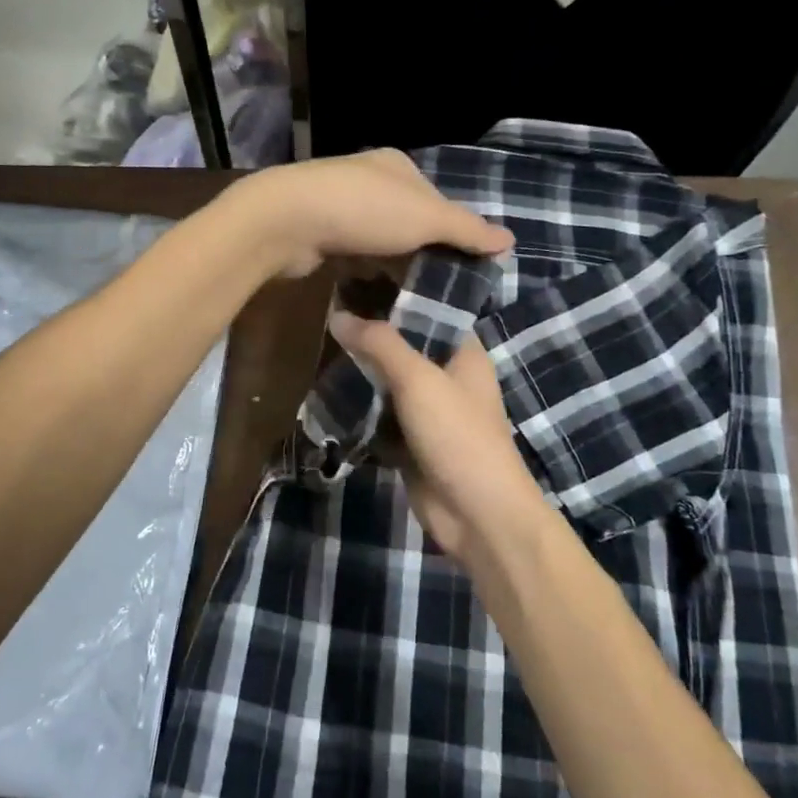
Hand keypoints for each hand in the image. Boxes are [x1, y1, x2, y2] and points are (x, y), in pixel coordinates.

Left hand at [228, 149, 512, 278]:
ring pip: (381, 241)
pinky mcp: (319, 234)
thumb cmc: (364, 211)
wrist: (287, 221)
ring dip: (395, 266)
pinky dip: (367, 272)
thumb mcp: (426, 218)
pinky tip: (378, 294)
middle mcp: (368, 181)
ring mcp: (340, 207)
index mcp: (396, 166)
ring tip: (417, 298)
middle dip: (424, 252)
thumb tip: (510, 239)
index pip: (438, 200)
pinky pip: (354, 256)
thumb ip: (466, 229)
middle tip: (444, 289)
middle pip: (409, 221)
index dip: (455, 231)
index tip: (468, 267)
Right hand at [327, 317, 550, 564]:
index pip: (429, 311)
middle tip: (326, 316)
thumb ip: (379, 344)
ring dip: (361, 373)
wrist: (477, 514)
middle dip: (370, 337)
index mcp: (463, 352)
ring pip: (389, 382)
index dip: (395, 296)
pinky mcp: (412, 442)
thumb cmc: (457, 435)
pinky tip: (329, 393)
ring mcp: (431, 412)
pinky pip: (381, 416)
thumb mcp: (418, 380)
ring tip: (321, 349)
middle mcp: (448, 377)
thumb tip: (337, 314)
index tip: (355, 282)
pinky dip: (361, 408)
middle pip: (404, 347)